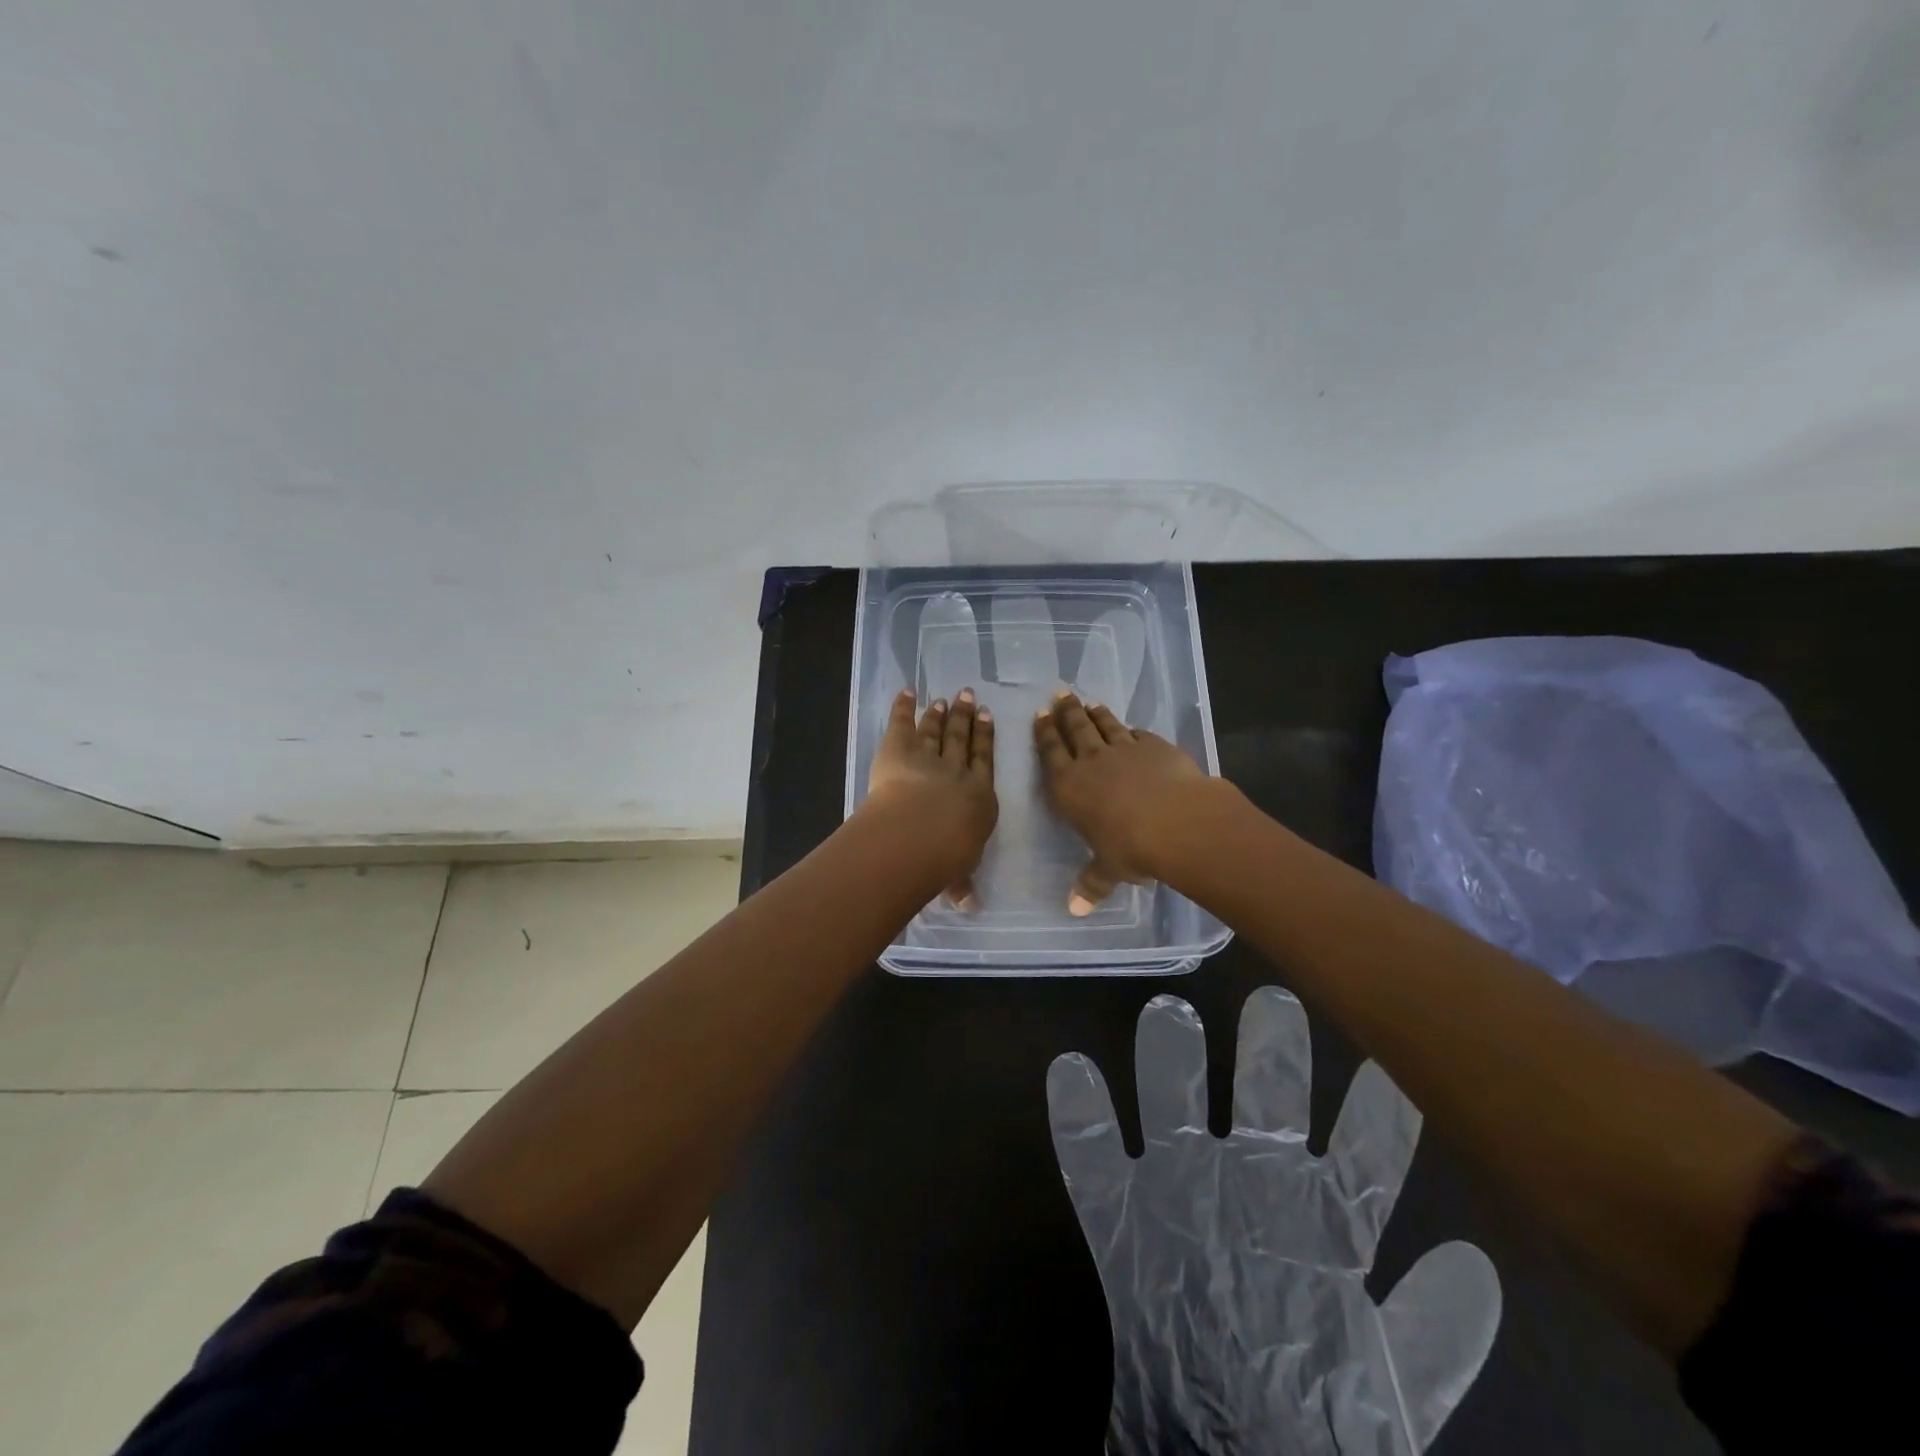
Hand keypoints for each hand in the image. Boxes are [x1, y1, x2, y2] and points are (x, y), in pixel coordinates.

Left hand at [865, 686, 997, 909]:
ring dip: (940, 714)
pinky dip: (903, 707)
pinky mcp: (898, 748)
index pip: (983, 763)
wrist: (922, 831)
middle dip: (966, 718)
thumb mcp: (959, 873)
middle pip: (963, 740)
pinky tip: (907, 693)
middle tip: (970, 697)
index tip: (988, 719)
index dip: (986, 740)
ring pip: (936, 731)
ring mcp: (927, 756)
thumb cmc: (948, 856)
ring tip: (945, 699)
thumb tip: (969, 907)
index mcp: (978, 797)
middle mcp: (957, 772)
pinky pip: (902, 723)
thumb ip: (962, 884)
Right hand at [1033, 691, 1207, 914]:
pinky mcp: (1156, 747)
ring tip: (1088, 702)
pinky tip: (1130, 728)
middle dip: (1066, 712)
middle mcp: (1092, 761)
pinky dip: (1131, 729)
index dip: (1044, 734)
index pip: (1051, 753)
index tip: (1040, 715)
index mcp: (1069, 786)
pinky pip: (1138, 734)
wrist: (1178, 821)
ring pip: (1106, 725)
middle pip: (1075, 729)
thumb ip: (1092, 884)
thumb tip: (1076, 911)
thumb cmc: (1131, 848)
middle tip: (1060, 695)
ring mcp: (1125, 749)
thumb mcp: (1108, 870)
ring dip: (1095, 713)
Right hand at [1048, 990, 1500, 1455]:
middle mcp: (1251, 1186)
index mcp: (1321, 1219)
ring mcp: (1181, 1190)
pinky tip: (1073, 1071)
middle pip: (1263, 1099)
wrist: (1235, 1453)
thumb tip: (1473, 1261)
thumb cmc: (1312, 1416)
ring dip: (1169, 1060)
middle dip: (1270, 1051)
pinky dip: (1079, 1116)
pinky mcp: (1119, 1217)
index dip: (1378, 1114)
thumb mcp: (1389, 1390)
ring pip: (1173, 1102)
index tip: (1386, 1060)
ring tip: (1168, 1014)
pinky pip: (1090, 1157)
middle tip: (1273, 1002)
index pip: (1361, 1155)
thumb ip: (1433, 1331)